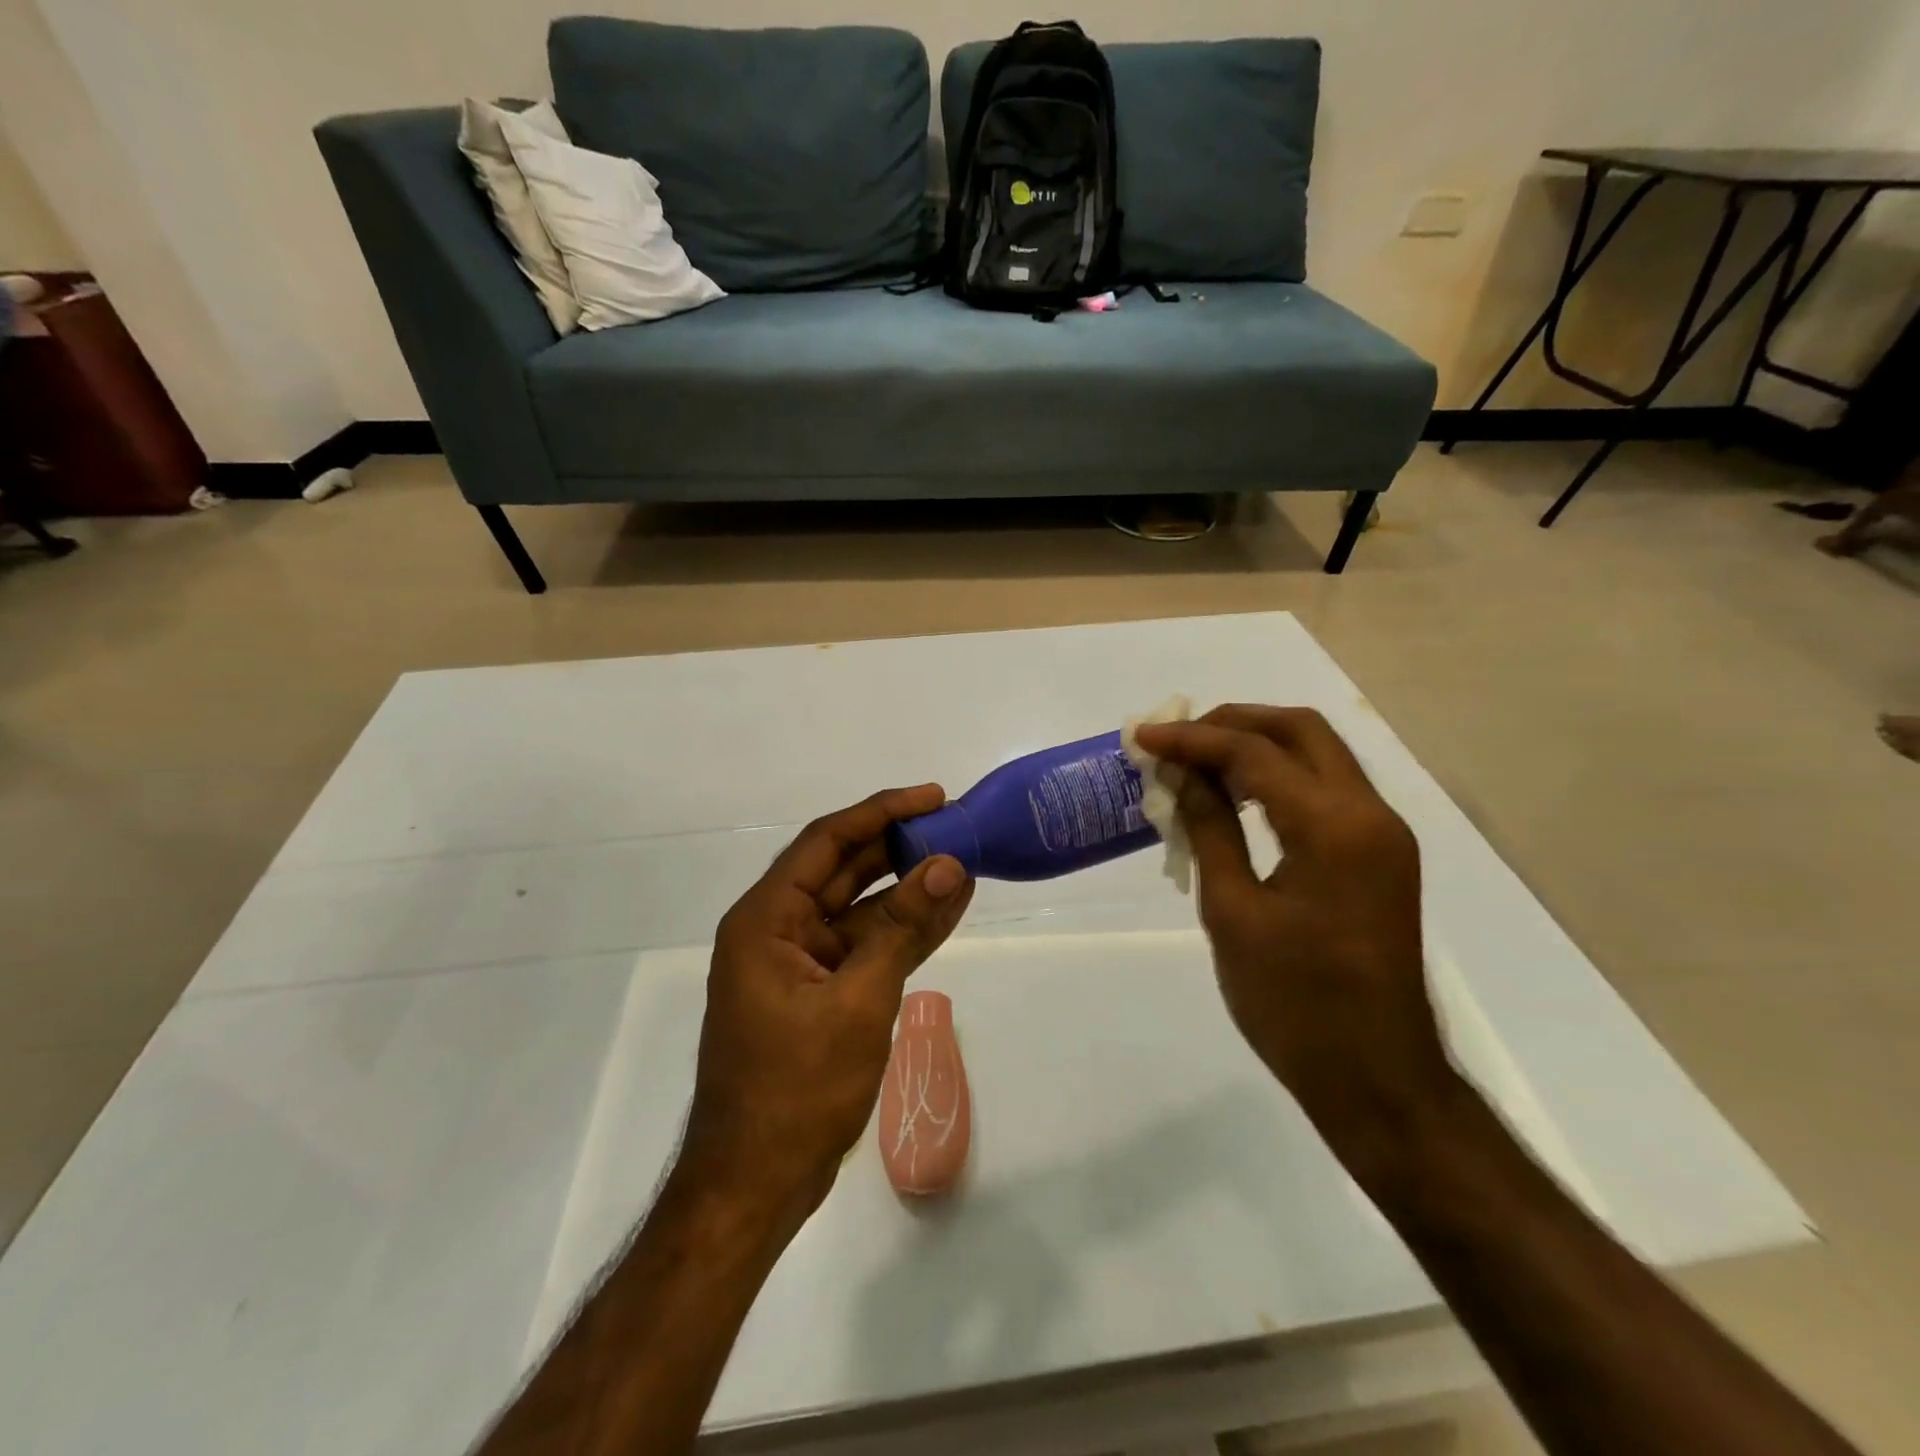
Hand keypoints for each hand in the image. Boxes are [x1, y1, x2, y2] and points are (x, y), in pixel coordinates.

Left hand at [677, 786, 974, 1234]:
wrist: (756, 1184)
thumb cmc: (796, 1088)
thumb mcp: (858, 1000)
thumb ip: (903, 928)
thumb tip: (948, 866)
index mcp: (767, 919)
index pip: (827, 842)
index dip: (881, 812)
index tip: (932, 796)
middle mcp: (778, 930)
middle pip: (844, 870)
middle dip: (899, 846)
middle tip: (955, 825)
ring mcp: (800, 964)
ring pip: (861, 909)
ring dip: (908, 889)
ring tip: (963, 862)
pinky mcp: (820, 994)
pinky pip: (865, 947)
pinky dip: (903, 930)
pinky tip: (946, 909)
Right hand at [1134, 706, 1455, 1161]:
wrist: (1377, 1077)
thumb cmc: (1294, 1003)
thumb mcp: (1233, 912)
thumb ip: (1210, 830)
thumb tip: (1183, 776)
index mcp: (1333, 827)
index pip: (1255, 753)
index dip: (1193, 738)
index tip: (1145, 737)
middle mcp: (1370, 814)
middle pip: (1301, 731)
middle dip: (1234, 723)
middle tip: (1178, 739)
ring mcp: (1382, 834)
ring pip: (1318, 755)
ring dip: (1258, 746)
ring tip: (1198, 762)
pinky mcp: (1380, 856)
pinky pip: (1327, 790)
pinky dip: (1279, 778)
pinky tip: (1237, 798)